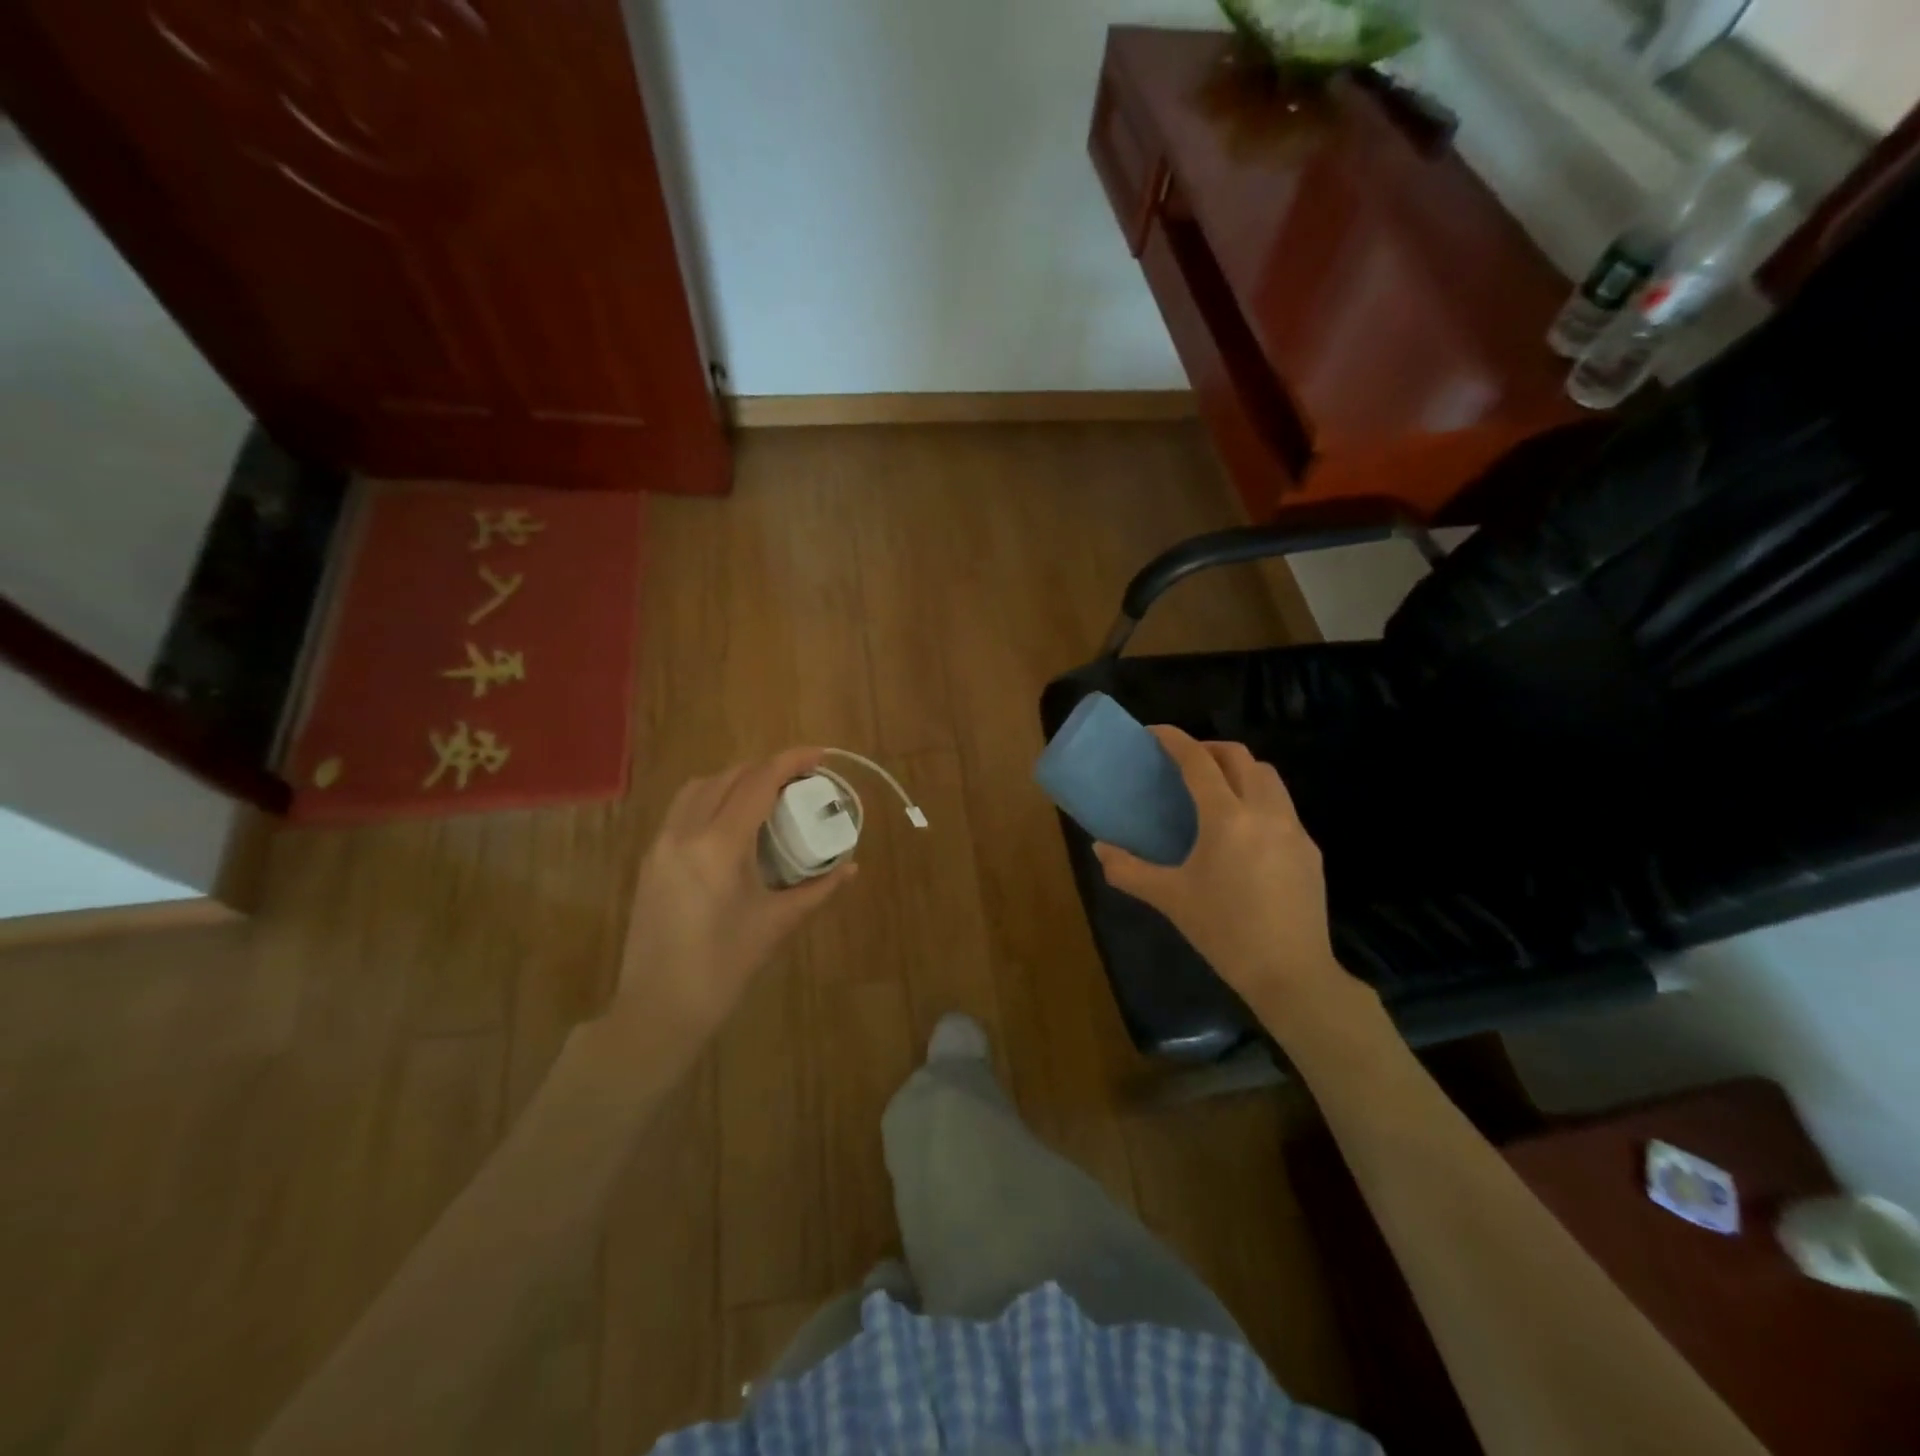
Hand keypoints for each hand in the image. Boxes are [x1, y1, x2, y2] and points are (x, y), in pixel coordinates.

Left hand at [613, 747, 854, 1040]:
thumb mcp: (777, 924)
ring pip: (699, 787)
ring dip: (735, 779)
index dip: (790, 761)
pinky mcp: (650, 859)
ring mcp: (661, 844)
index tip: (819, 754)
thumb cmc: (724, 967)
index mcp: (719, 846)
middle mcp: (685, 833)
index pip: (758, 783)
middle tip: (799, 780)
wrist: (658, 1009)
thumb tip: (852, 866)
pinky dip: (712, 798)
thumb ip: (818, 888)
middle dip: (766, 768)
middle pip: (728, 777)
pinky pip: (683, 809)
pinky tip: (733, 822)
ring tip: (766, 794)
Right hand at [1094, 726, 1353, 1019]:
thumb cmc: (1224, 932)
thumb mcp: (1170, 899)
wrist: (1292, 974)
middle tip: (1184, 761)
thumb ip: (1129, 870)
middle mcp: (1264, 812)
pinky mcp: (1310, 850)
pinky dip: (1259, 799)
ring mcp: (1294, 829)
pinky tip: (1244, 831)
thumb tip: (1099, 848)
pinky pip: (1283, 806)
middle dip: (1210, 749)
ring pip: (1269, 777)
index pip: (1199, 761)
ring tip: (1216, 789)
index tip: (1154, 732)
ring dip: (1240, 769)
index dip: (1175, 740)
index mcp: (1226, 819)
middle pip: (1240, 757)